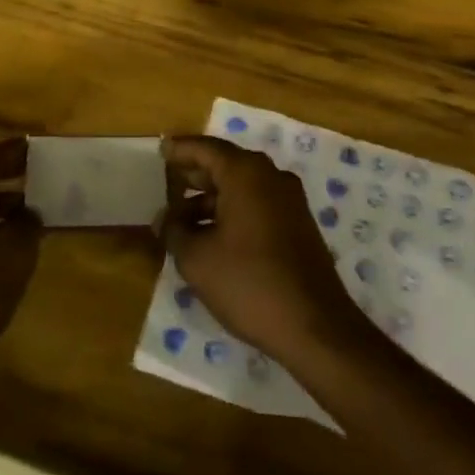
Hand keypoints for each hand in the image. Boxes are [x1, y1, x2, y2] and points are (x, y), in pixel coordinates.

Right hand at [159, 136, 362, 365]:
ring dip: (211, 198)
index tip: (160, 150)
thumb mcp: (197, 259)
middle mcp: (271, 177)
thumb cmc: (249, 283)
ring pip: (242, 187)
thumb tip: (165, 218)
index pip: (206, 148)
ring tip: (181, 220)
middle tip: (166, 181)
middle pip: (226, 163)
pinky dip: (232, 211)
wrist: (314, 326)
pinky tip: (212, 236)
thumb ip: (174, 231)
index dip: (180, 149)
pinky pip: (257, 204)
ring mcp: (289, 201)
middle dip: (195, 173)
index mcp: (246, 173)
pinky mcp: (298, 225)